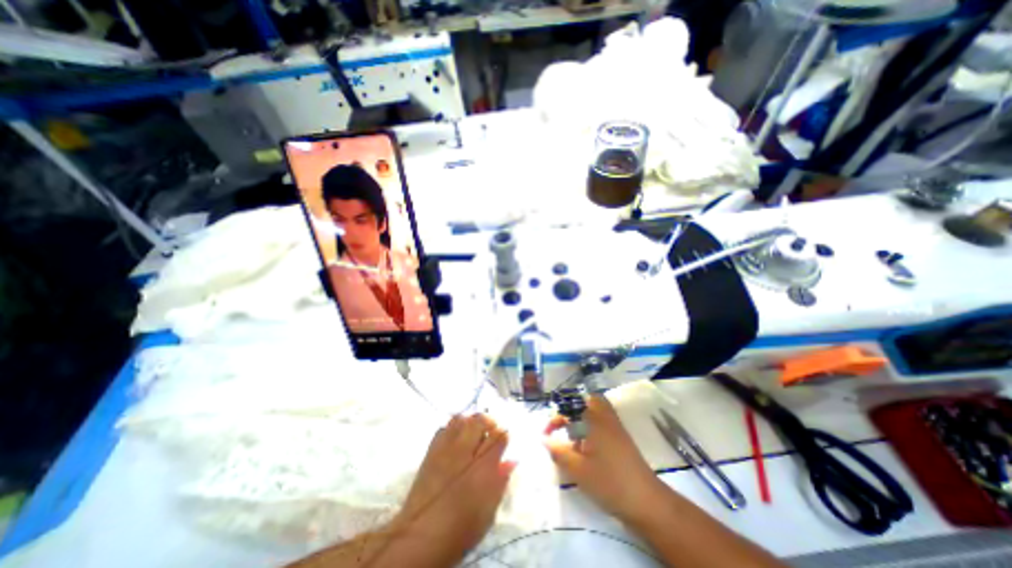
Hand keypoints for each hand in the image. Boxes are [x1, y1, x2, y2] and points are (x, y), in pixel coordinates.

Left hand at [390, 413, 516, 562]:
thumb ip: (501, 481)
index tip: (504, 439)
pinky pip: (445, 427)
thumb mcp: (489, 511)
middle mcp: (466, 450)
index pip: (499, 436)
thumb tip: (511, 461)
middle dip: (489, 421)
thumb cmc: (461, 527)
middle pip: (480, 420)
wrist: (421, 536)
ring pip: (461, 419)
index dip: (504, 434)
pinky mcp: (432, 450)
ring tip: (474, 430)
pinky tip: (456, 437)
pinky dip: (453, 427)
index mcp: (483, 465)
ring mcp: (447, 447)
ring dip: (471, 420)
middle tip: (491, 429)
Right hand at [546, 395, 665, 523]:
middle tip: (562, 427)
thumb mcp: (578, 469)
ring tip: (573, 438)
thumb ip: (558, 452)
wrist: (648, 502)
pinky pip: (603, 422)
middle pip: (587, 401)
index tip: (546, 434)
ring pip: (596, 411)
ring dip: (581, 418)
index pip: (570, 407)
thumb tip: (543, 439)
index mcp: (594, 420)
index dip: (555, 419)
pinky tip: (587, 449)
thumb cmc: (609, 482)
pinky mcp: (622, 438)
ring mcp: (616, 427)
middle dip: (571, 410)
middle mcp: (606, 417)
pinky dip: (591, 427)